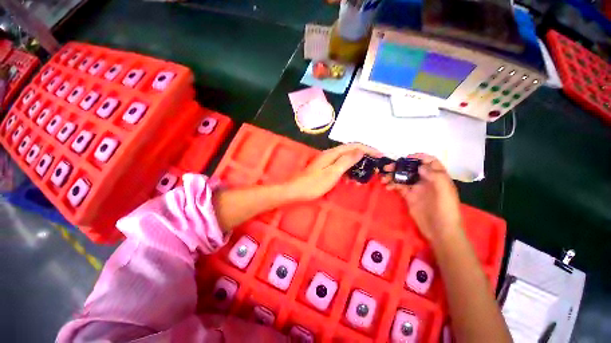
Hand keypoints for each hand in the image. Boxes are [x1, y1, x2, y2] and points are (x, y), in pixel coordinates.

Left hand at [286, 143, 379, 200]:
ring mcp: (327, 161)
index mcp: (332, 153)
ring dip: (356, 165)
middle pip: (350, 151)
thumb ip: (346, 161)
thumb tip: (360, 151)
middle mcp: (330, 154)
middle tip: (373, 165)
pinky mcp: (325, 168)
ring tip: (364, 175)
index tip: (380, 155)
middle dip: (363, 156)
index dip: (368, 149)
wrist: (296, 191)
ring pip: (346, 159)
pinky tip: (350, 179)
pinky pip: (340, 167)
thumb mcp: (333, 172)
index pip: (354, 146)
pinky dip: (348, 171)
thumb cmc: (314, 184)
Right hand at [382, 154, 461, 243]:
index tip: (406, 158)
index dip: (419, 157)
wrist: (440, 230)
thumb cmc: (446, 210)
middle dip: (400, 166)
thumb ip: (435, 176)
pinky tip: (387, 187)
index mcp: (437, 177)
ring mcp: (416, 188)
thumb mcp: (445, 191)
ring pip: (403, 177)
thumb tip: (420, 166)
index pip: (429, 162)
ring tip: (383, 178)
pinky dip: (392, 185)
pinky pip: (399, 187)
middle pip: (412, 168)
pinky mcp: (409, 196)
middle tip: (387, 167)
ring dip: (393, 175)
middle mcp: (426, 180)